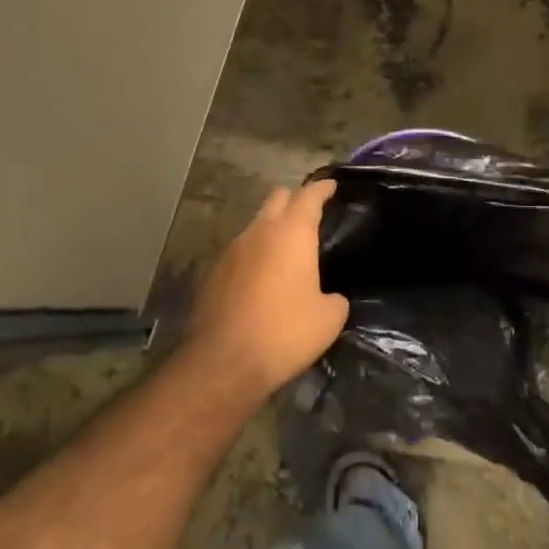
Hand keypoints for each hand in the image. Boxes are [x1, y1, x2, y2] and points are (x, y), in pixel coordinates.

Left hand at [185, 179, 346, 400]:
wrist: (223, 363)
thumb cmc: (284, 333)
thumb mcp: (328, 320)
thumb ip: (335, 299)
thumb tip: (331, 297)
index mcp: (292, 233)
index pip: (309, 195)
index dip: (322, 188)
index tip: (331, 185)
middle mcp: (260, 231)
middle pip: (277, 198)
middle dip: (294, 200)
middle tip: (309, 215)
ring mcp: (232, 250)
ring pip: (256, 223)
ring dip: (271, 228)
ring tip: (286, 250)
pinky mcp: (213, 272)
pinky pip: (240, 250)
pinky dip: (254, 254)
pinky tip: (262, 277)